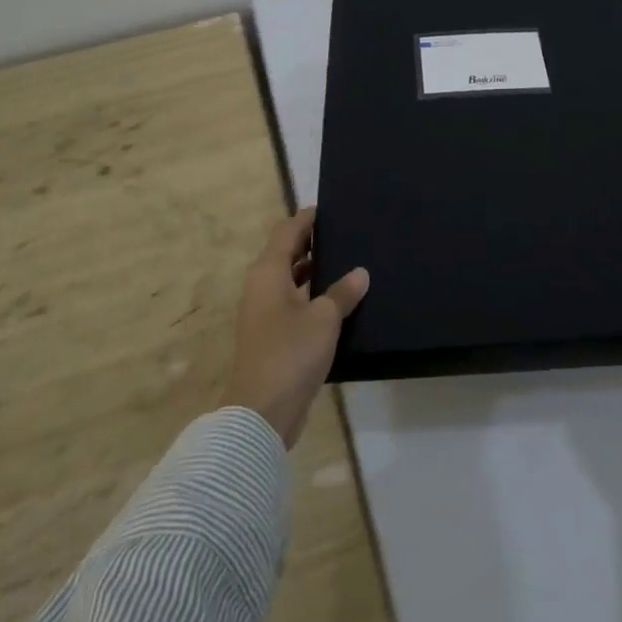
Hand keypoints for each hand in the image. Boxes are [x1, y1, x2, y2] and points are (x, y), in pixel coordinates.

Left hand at [222, 207, 369, 447]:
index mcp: (268, 273)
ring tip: (347, 261)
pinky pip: (293, 302)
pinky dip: (311, 294)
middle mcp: (261, 287)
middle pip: (286, 253)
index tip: (331, 209)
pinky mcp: (271, 336)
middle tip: (346, 233)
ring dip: (313, 270)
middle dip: (312, 242)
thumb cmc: (290, 353)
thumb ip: (343, 292)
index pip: (287, 231)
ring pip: (290, 279)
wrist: (261, 412)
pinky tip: (338, 300)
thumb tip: (360, 272)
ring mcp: (264, 313)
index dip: (307, 218)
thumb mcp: (324, 318)